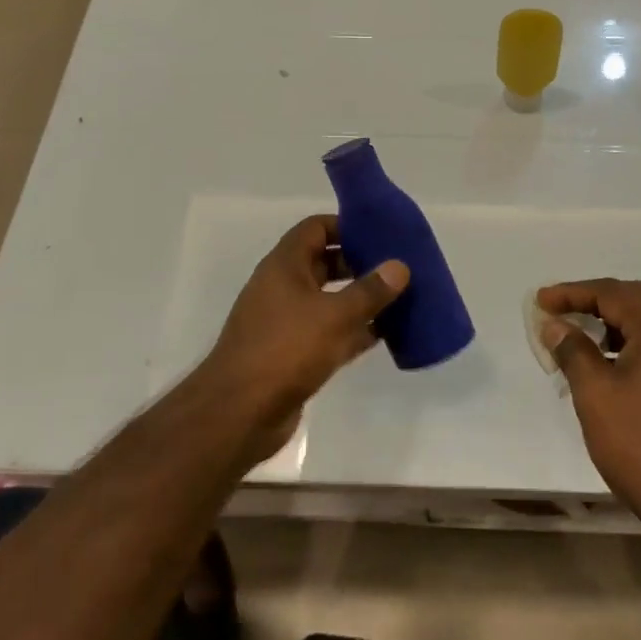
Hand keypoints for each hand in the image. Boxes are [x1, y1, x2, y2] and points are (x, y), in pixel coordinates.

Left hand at [200, 216, 408, 458]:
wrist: (239, 414)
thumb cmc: (285, 350)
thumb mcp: (335, 315)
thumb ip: (370, 290)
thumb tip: (400, 266)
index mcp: (285, 266)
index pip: (316, 228)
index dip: (346, 225)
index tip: (380, 231)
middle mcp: (284, 287)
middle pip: (325, 263)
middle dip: (360, 262)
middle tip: (398, 265)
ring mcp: (287, 322)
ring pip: (330, 300)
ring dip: (361, 299)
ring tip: (401, 296)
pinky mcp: (294, 354)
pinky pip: (330, 332)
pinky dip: (355, 330)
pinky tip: (386, 334)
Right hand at [537, 279, 640, 527]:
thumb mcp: (595, 394)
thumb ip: (573, 351)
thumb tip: (557, 326)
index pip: (612, 293)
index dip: (572, 293)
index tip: (541, 301)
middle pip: (636, 299)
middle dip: (595, 300)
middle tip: (561, 311)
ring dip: (615, 322)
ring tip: (581, 338)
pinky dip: (633, 343)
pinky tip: (612, 366)